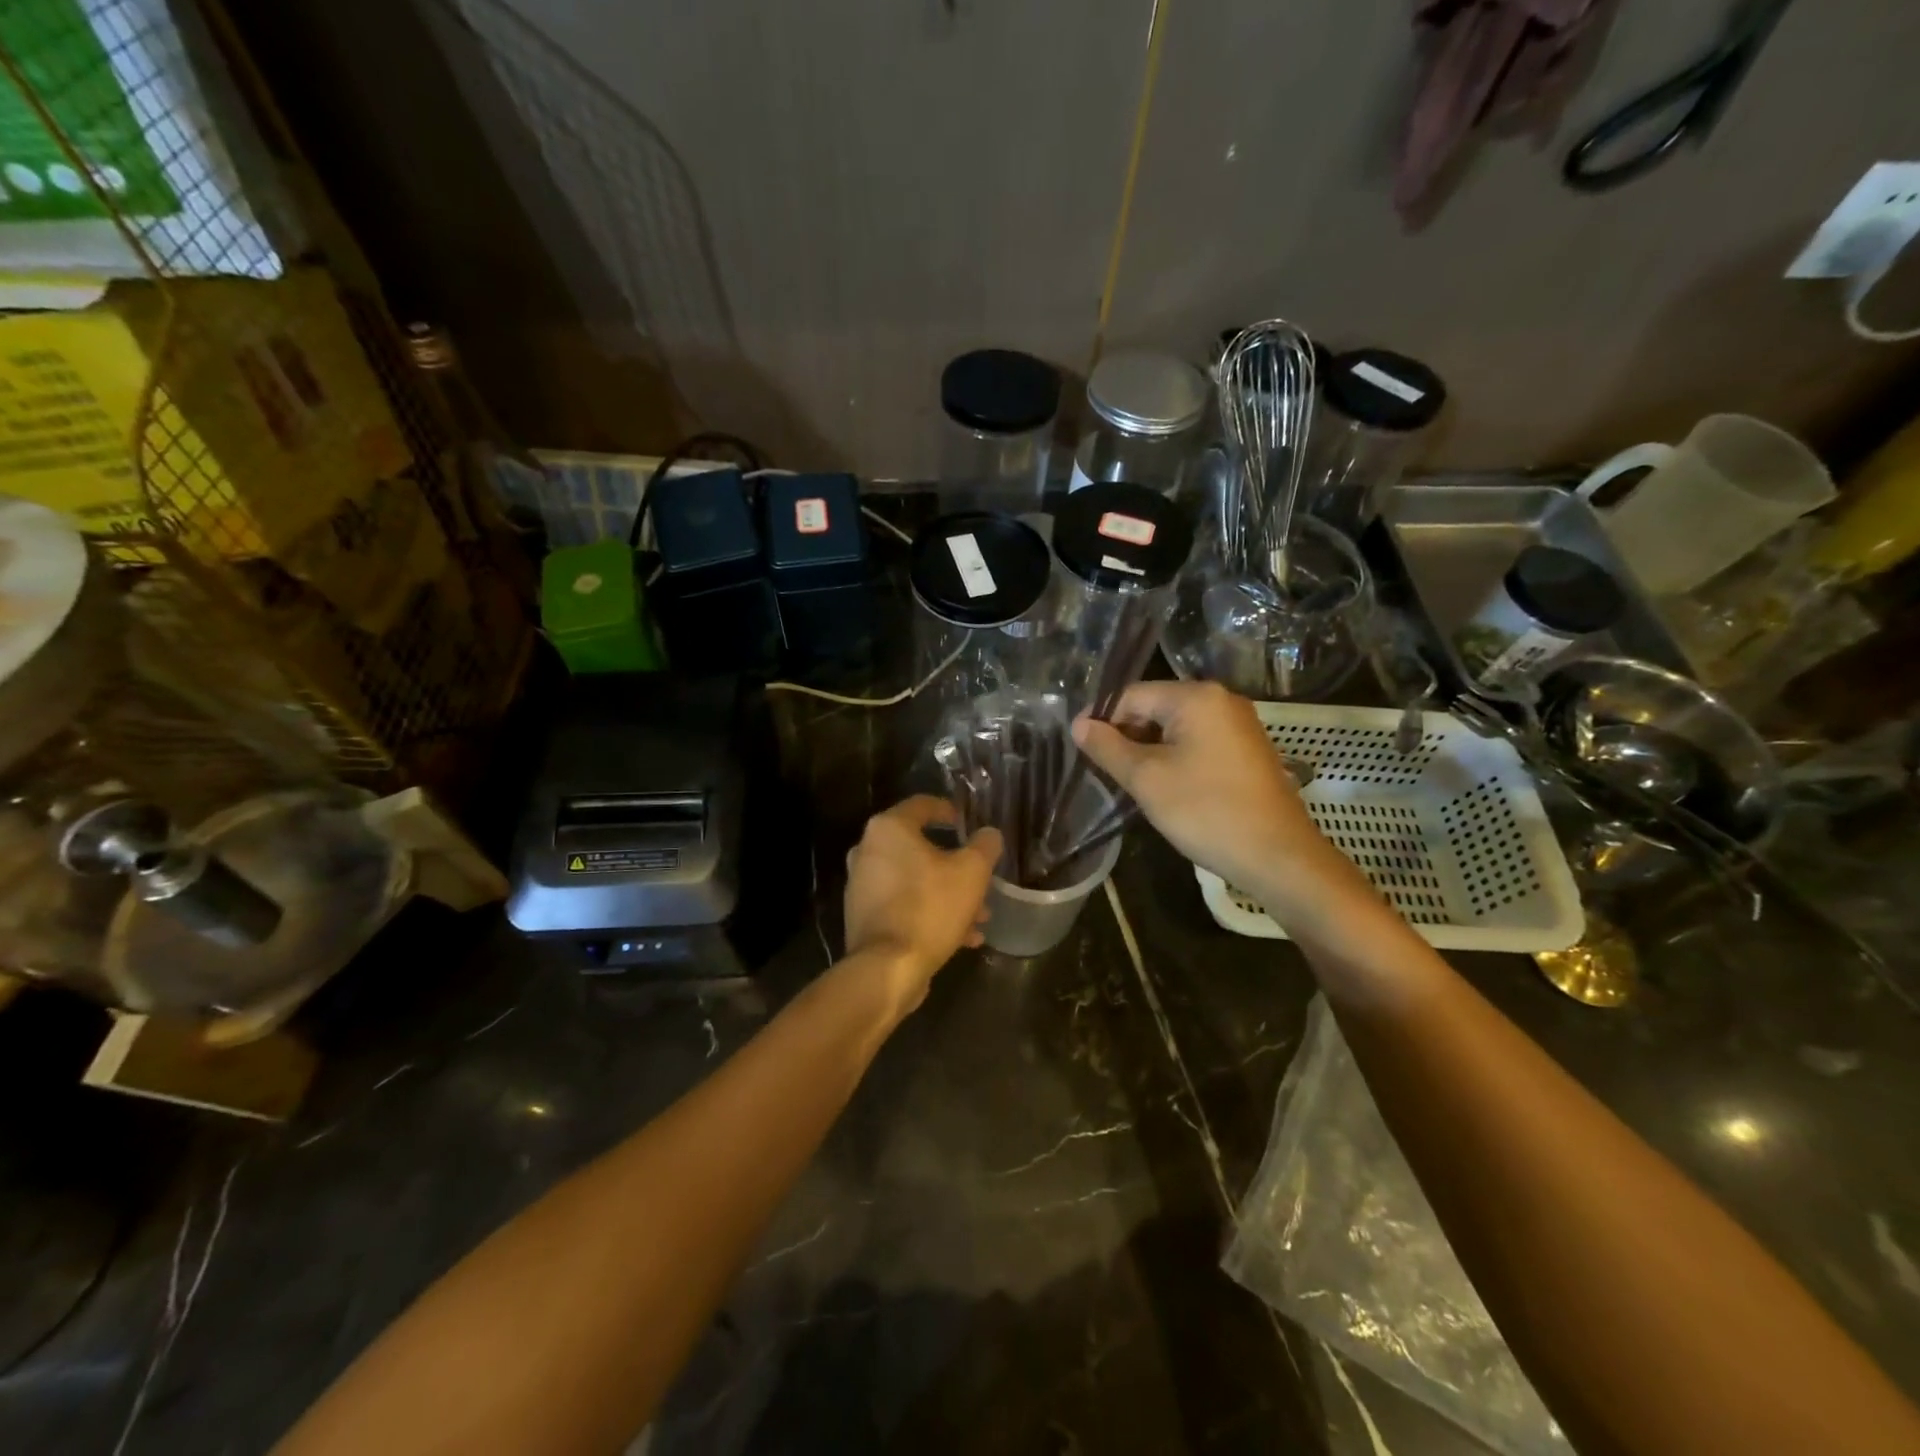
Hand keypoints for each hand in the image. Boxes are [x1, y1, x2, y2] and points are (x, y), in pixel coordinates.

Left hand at [843, 796, 1002, 1016]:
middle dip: (956, 865)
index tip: (970, 825)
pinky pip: (904, 904)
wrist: (888, 969)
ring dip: (948, 894)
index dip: (950, 811)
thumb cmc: (930, 908)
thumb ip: (984, 846)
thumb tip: (989, 834)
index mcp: (889, 829)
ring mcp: (862, 885)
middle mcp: (868, 850)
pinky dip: (930, 913)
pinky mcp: (864, 916)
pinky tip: (962, 938)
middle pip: (921, 847)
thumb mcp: (972, 872)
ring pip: (915, 880)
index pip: (923, 805)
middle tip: (981, 879)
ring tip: (980, 916)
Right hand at [1072, 681, 1347, 913]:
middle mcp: (1221, 699)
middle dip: (1126, 735)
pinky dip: (1175, 758)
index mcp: (1196, 697)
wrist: (1277, 856)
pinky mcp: (1247, 749)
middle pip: (1155, 707)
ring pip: (1176, 727)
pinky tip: (1165, 787)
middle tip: (1103, 770)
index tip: (1079, 749)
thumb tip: (1079, 724)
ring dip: (1149, 749)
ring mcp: (1239, 724)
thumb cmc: (1206, 811)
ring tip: (1129, 782)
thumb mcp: (1146, 779)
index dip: (1101, 720)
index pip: (1132, 696)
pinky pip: (1198, 742)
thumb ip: (1108, 747)